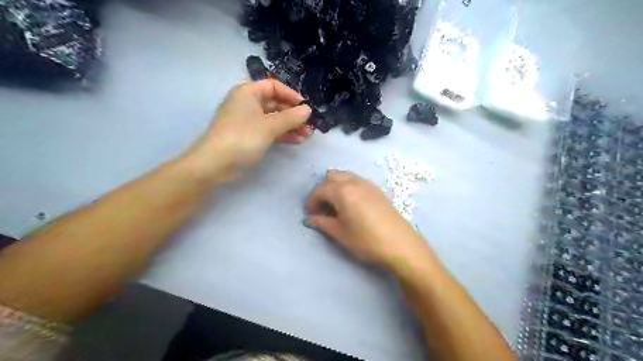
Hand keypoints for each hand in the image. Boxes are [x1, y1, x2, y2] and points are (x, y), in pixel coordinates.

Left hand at [184, 79, 313, 179]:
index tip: (305, 107)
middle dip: (293, 114)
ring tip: (307, 135)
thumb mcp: (269, 126)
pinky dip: (282, 134)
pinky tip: (297, 141)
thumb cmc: (242, 138)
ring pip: (274, 119)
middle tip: (309, 125)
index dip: (291, 95)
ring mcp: (248, 121)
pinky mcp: (249, 136)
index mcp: (248, 93)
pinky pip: (269, 131)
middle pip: (275, 103)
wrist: (215, 164)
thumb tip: (308, 110)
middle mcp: (247, 104)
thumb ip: (291, 117)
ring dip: (291, 126)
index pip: (273, 86)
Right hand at [304, 169, 434, 272]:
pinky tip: (351, 204)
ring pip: (345, 176)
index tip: (310, 214)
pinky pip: (356, 181)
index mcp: (343, 191)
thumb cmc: (366, 240)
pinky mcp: (377, 190)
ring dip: (336, 186)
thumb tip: (311, 218)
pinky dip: (348, 187)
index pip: (320, 190)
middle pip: (332, 176)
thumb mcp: (340, 233)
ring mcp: (368, 184)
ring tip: (335, 205)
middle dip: (323, 189)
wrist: (400, 245)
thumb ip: (322, 223)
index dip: (312, 201)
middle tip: (322, 207)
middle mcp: (354, 182)